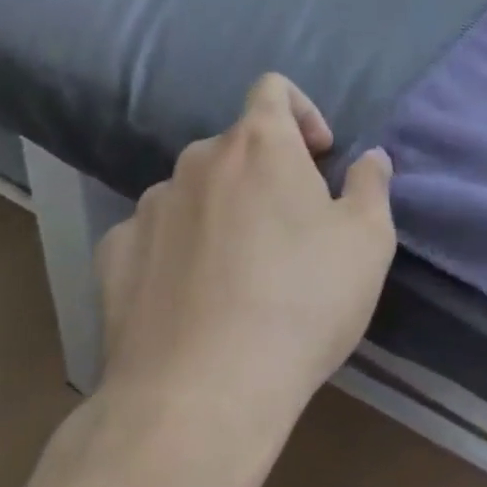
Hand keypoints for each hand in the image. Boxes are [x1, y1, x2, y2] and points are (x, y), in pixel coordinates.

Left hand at [93, 74, 394, 428]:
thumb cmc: (301, 303)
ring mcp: (150, 207)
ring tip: (239, 269)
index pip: (273, 88)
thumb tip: (370, 158)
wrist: (199, 398)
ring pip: (195, 189)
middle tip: (291, 227)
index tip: (319, 156)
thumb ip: (371, 185)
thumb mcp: (367, 241)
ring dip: (221, 208)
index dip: (302, 110)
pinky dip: (176, 246)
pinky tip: (191, 296)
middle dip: (267, 170)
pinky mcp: (115, 256)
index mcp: (259, 143)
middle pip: (237, 145)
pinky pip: (153, 233)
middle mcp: (198, 159)